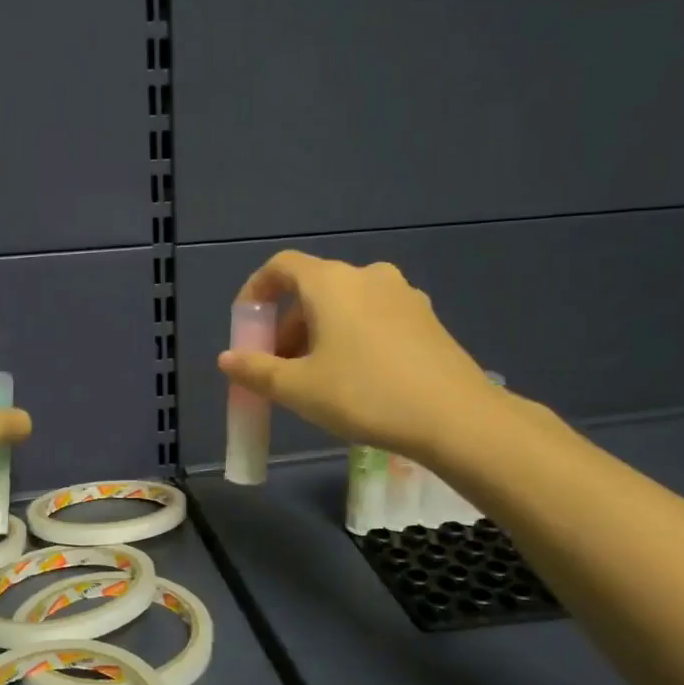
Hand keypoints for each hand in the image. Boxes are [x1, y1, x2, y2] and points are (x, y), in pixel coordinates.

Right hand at [216, 252, 503, 464]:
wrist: (456, 417)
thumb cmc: (365, 395)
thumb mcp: (299, 389)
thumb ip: (256, 370)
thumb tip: (227, 359)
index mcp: (332, 283)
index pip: (281, 267)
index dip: (255, 291)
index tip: (246, 328)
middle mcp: (367, 276)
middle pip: (312, 290)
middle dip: (286, 326)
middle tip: (278, 368)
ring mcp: (403, 295)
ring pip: (344, 306)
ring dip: (318, 334)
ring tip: (314, 378)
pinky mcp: (426, 319)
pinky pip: (373, 317)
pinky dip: (351, 337)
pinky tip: (356, 379)